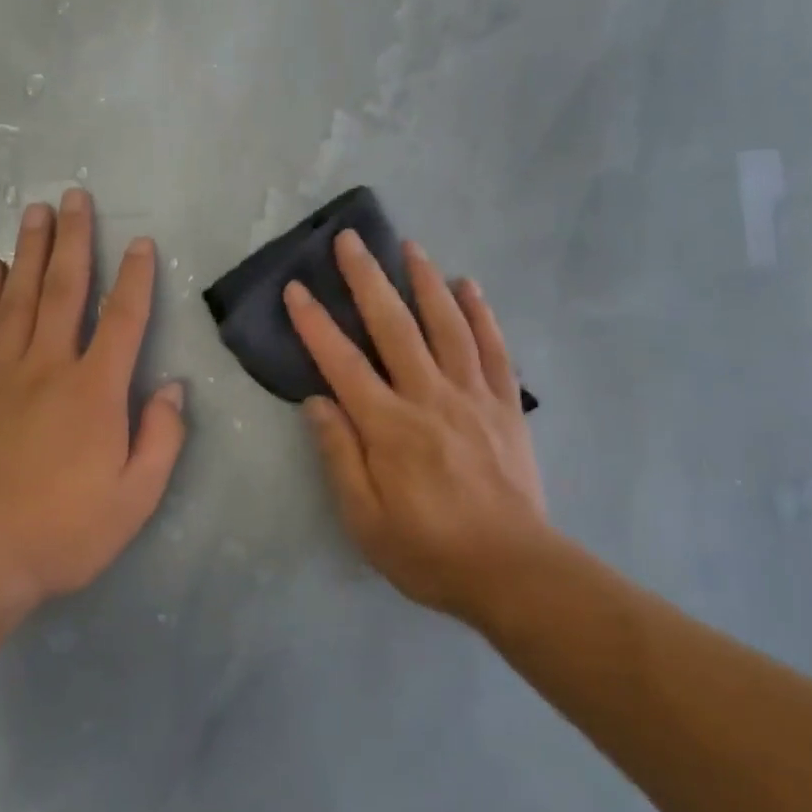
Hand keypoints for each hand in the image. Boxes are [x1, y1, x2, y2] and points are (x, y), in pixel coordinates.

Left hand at [0, 188, 185, 616]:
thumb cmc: (62, 532)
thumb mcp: (136, 499)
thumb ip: (162, 439)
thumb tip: (174, 389)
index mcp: (95, 391)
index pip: (123, 319)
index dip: (136, 278)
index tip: (141, 242)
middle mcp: (49, 368)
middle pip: (64, 290)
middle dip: (74, 240)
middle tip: (75, 196)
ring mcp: (3, 375)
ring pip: (19, 298)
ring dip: (30, 251)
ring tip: (36, 211)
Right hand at [285, 231, 549, 624]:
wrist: (514, 572)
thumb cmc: (429, 552)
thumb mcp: (365, 521)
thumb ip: (339, 456)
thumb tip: (316, 401)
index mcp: (389, 427)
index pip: (342, 363)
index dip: (315, 324)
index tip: (297, 289)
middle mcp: (429, 397)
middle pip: (394, 326)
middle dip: (367, 279)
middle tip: (350, 240)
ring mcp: (473, 396)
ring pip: (446, 325)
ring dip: (425, 281)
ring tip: (410, 246)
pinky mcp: (506, 405)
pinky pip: (494, 348)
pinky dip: (481, 313)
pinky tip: (469, 285)